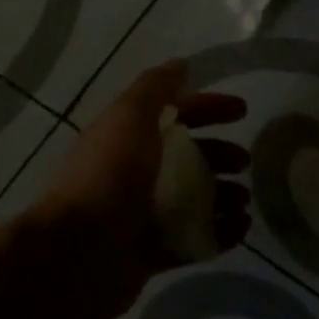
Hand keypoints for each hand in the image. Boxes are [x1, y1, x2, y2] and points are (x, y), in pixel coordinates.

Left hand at [19, 60, 251, 318]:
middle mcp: (135, 172)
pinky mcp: (151, 253)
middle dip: (219, 155)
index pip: (176, 113)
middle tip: (244, 162)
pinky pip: (194, 239)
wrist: (73, 254)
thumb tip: (181, 63)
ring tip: (244, 201)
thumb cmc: (107, 177)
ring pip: (194, 199)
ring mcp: (143, 215)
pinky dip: (220, 233)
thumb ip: (155, 88)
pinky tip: (241, 229)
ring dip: (223, 195)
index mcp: (129, 136)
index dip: (208, 107)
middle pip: (188, 157)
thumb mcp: (130, 118)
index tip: (243, 111)